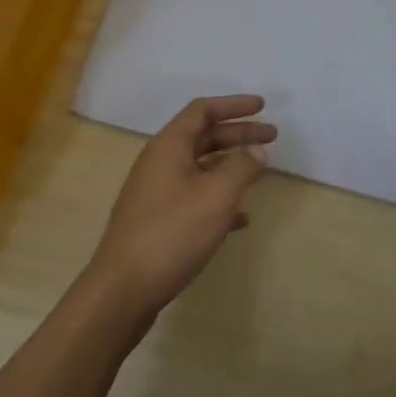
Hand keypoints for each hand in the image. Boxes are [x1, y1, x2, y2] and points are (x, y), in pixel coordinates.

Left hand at [87, 95, 275, 317]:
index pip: (203, 110)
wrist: (123, 291)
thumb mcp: (216, 195)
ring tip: (260, 172)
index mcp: (169, 147)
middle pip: (203, 137)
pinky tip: (241, 218)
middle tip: (272, 137)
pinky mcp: (157, 222)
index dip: (233, 105)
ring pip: (200, 168)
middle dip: (239, 134)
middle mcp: (159, 163)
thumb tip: (258, 149)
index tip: (262, 106)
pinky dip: (219, 198)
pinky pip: (194, 198)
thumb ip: (242, 166)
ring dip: (231, 165)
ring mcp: (156, 194)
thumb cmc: (172, 233)